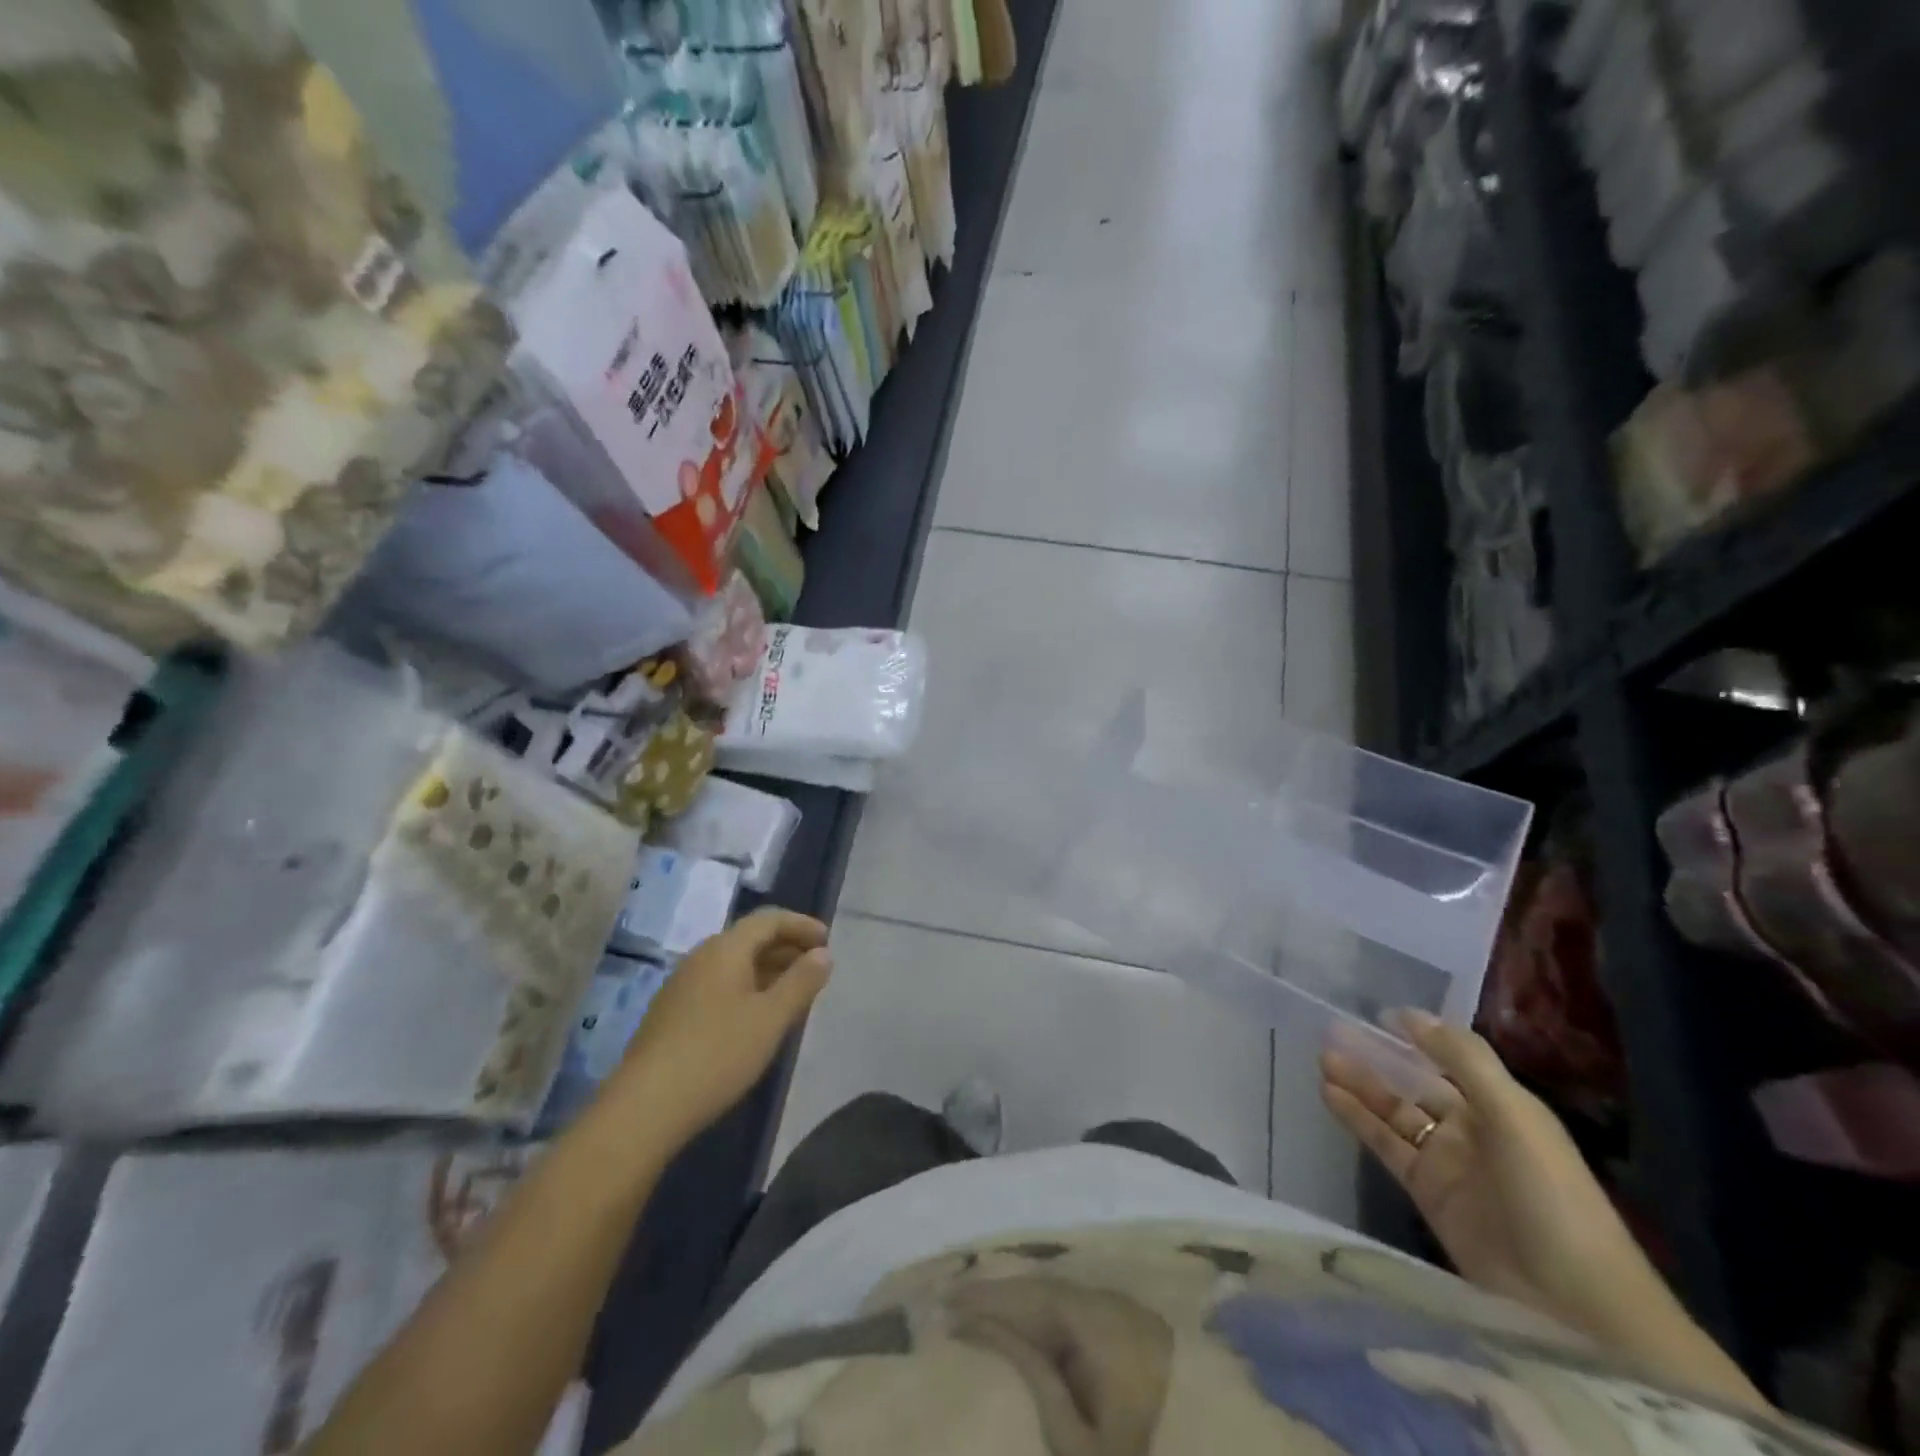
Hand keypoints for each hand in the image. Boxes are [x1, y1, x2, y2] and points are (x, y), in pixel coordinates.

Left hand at [614, 908, 832, 1148]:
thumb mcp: (771, 1018)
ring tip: (793, 993)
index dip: (801, 925)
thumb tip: (823, 953)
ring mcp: (682, 986)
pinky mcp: (672, 1014)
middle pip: (750, 939)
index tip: (828, 940)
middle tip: (816, 968)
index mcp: (725, 949)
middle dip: (786, 947)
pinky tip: (757, 1018)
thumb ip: (801, 982)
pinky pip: (719, 986)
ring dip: (767, 970)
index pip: (768, 919)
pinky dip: (747, 989)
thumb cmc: (718, 1054)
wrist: (645, 1107)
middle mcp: (701, 957)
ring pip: (734, 965)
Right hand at [1319, 1011, 1658, 1333]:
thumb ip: (1462, 1059)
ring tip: (1321, 1058)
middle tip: (1332, 1031)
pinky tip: (1329, 1095)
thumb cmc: (1550, 1193)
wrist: (1572, 1302)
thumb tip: (1409, 1013)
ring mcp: (1447, 1161)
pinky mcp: (1426, 1192)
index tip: (1376, 1012)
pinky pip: (1385, 1144)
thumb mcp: (1513, 1114)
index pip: (1450, 1058)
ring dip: (1360, 1084)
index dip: (1417, 1035)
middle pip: (1415, 1083)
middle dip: (1377, 1057)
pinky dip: (1357, 1119)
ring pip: (1394, 1111)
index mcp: (1502, 1105)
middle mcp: (1473, 1127)